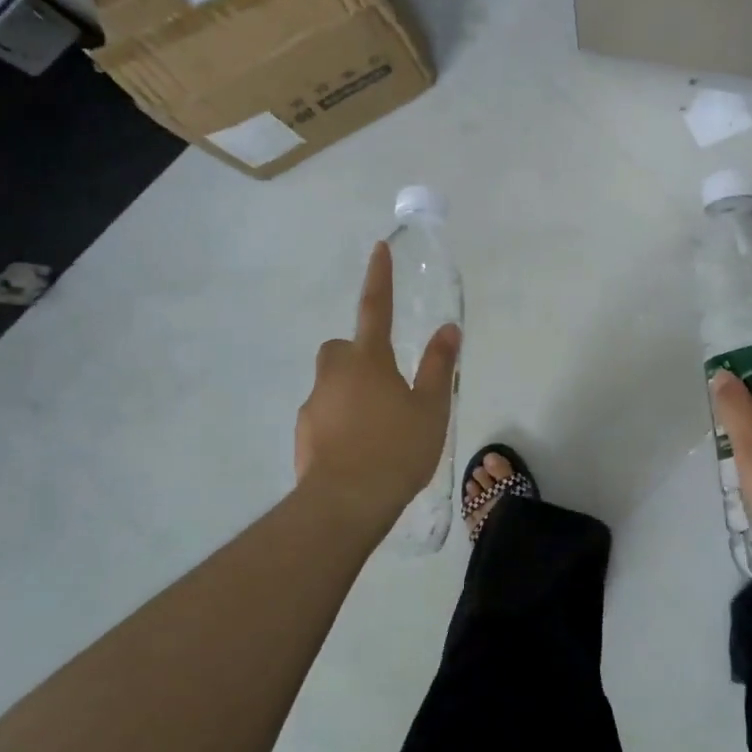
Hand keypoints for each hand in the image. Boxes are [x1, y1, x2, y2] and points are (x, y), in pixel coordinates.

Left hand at [295, 242, 460, 531]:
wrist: (345, 503)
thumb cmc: (397, 449)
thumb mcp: (431, 408)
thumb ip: (439, 366)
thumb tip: (448, 329)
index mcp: (369, 360)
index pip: (376, 308)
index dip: (379, 278)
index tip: (378, 248)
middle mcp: (335, 374)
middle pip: (342, 348)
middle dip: (359, 353)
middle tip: (386, 380)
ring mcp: (314, 404)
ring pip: (332, 383)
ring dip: (351, 390)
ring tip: (379, 426)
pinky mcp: (303, 434)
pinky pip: (324, 414)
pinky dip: (340, 421)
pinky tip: (360, 449)